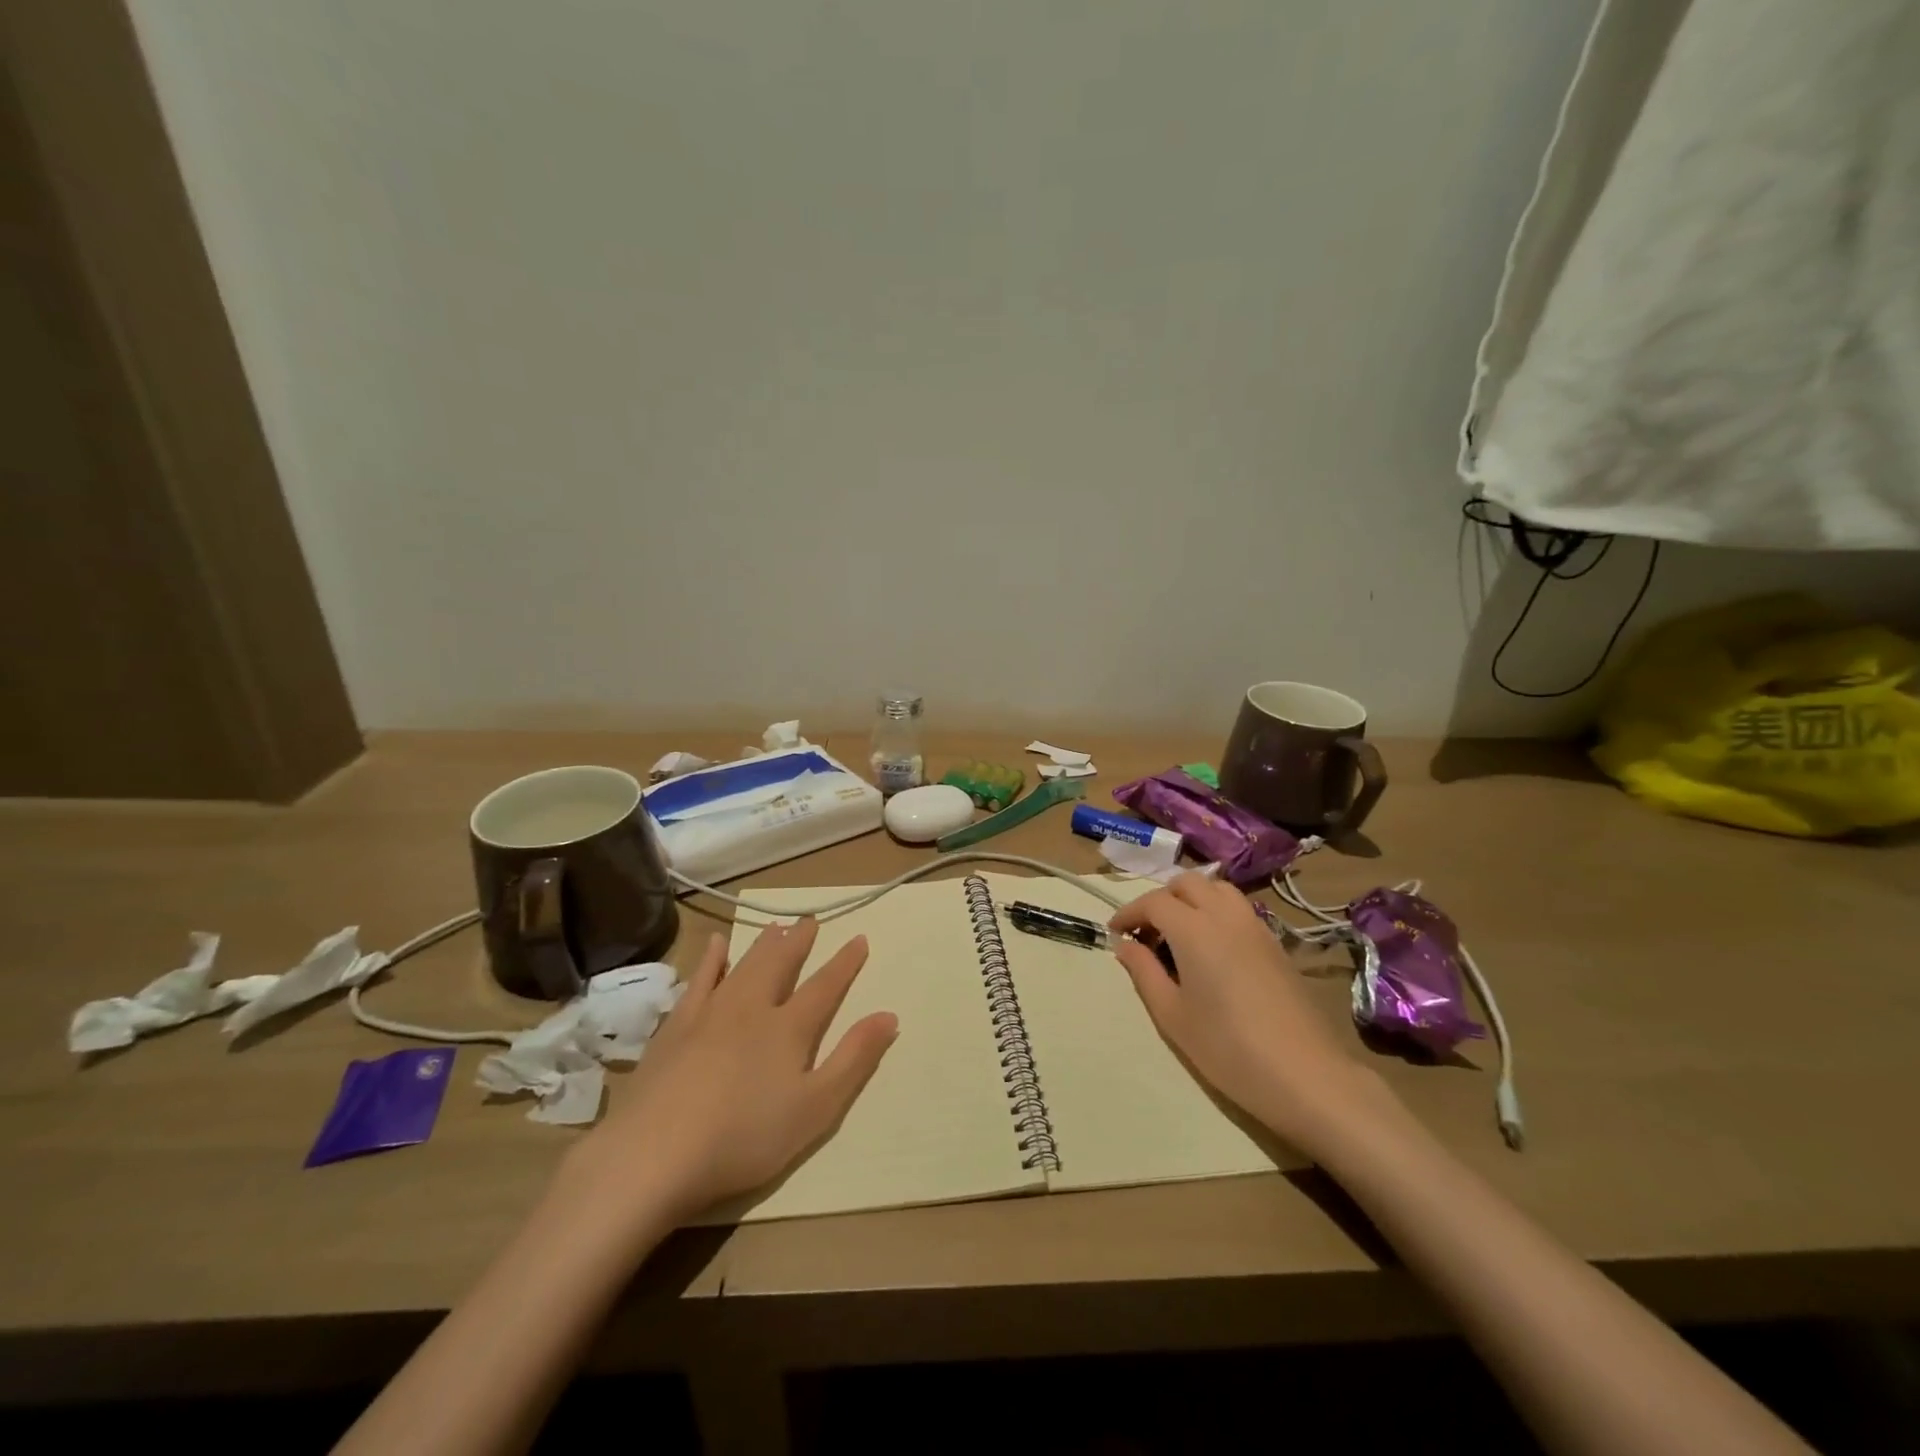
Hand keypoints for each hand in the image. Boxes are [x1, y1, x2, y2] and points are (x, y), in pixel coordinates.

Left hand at [557, 919, 897, 1241]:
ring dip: (762, 944)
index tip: (859, 938)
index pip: (825, 986)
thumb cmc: (744, 1137)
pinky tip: (716, 946)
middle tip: (810, 920)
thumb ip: (854, 1059)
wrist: (655, 1153)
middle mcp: (752, 1008)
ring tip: (775, 925)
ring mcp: (710, 1013)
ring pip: (744, 965)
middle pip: (780, 964)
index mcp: (789, 1028)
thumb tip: (889, 1015)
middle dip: (799, 941)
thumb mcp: (816, 1108)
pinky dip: (712, 960)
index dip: (845, 963)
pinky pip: (699, 980)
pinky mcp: (676, 1026)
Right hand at [1109, 874, 1373, 1154]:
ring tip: (1179, 935)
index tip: (1115, 934)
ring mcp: (1255, 926)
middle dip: (1160, 899)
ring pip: (1217, 889)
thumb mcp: (1172, 1016)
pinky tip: (1212, 950)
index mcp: (1194, 929)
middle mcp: (1225, 915)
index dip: (1129, 913)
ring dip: (1191, 899)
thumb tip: (1125, 945)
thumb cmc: (1228, 1049)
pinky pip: (1238, 909)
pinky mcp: (1276, 943)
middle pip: (1186, 884)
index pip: (1153, 902)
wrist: (1306, 1075)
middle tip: (1147, 933)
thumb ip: (1144, 972)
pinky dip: (1216, 912)